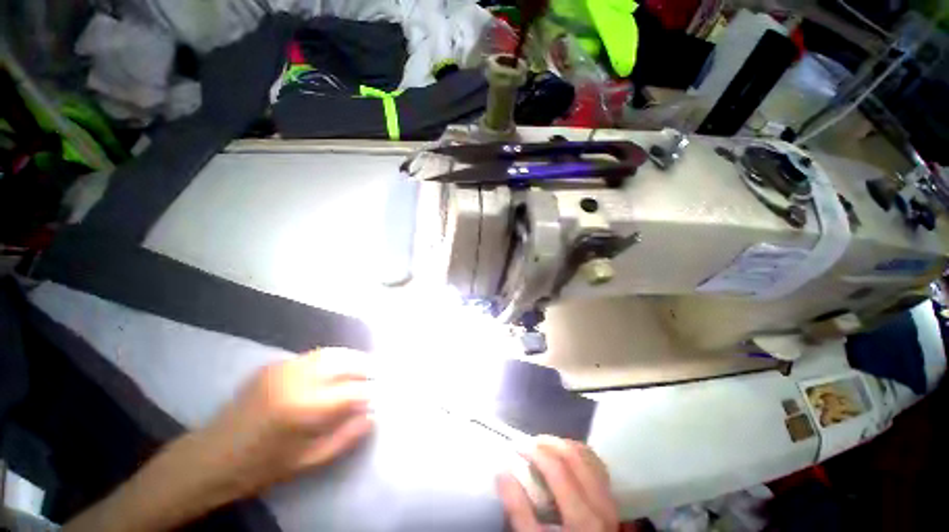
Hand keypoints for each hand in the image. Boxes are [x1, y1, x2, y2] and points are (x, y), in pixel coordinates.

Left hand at [64, 349, 374, 531]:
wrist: (209, 458)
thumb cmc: (260, 467)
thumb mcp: (307, 461)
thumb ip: (345, 436)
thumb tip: (373, 414)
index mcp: (303, 408)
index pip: (351, 391)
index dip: (369, 392)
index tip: (380, 395)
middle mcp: (296, 380)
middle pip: (343, 361)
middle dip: (365, 365)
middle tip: (378, 372)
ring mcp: (283, 369)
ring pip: (329, 353)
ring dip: (350, 357)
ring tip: (363, 366)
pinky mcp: (274, 366)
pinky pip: (314, 355)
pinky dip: (332, 357)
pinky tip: (338, 367)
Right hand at [497, 436, 617, 531]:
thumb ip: (518, 510)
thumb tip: (502, 471)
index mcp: (583, 518)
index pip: (558, 469)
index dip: (535, 451)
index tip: (516, 446)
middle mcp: (601, 504)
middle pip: (575, 456)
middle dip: (549, 442)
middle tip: (529, 443)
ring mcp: (609, 500)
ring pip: (588, 456)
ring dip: (563, 445)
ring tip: (544, 447)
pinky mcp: (611, 499)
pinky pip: (597, 464)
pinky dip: (578, 453)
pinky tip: (564, 456)